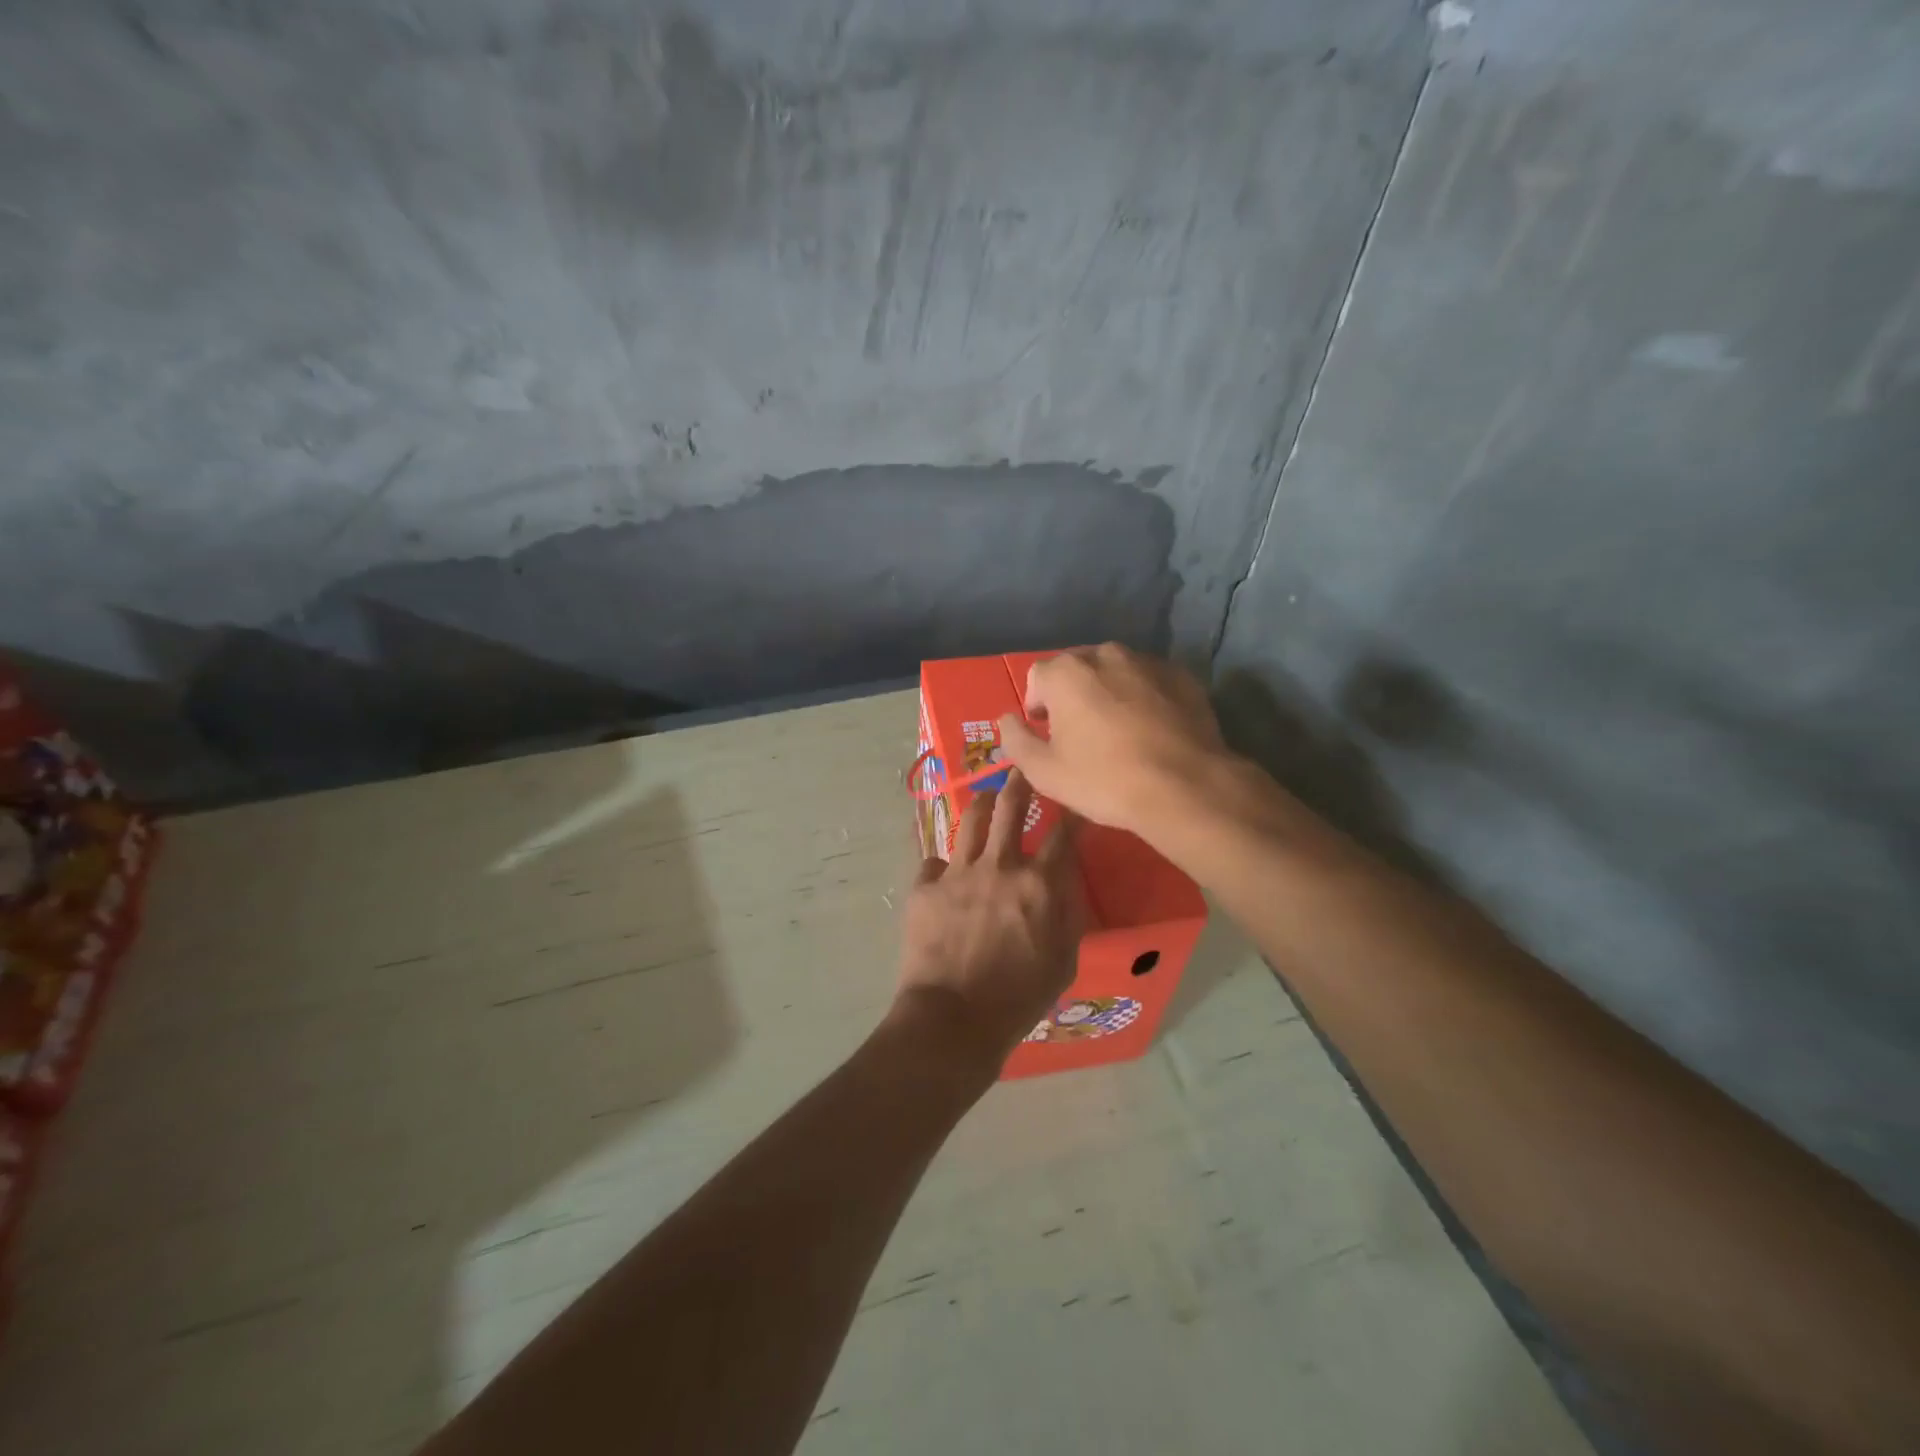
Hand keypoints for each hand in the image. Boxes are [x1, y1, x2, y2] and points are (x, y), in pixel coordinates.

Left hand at [896, 770, 1082, 1066]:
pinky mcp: (924, 886)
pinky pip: (934, 861)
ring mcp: (957, 872)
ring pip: (970, 819)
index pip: (1064, 834)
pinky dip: (943, 864)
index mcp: (1038, 884)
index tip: (1076, 797)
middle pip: (1011, 806)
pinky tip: (944, 871)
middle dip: (1020, 781)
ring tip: (985, 799)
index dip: (1073, 811)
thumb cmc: (1017, 1000)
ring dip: (981, 804)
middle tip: (1023, 770)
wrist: (953, 1020)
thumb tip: (1068, 883)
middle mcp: (999, 866)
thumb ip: (1069, 916)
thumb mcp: (1063, 963)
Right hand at [997, 644, 1229, 837]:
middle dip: (1072, 695)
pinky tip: (1151, 730)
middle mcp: (1105, 654)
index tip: (1047, 734)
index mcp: (1066, 672)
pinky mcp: (1182, 677)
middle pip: (1077, 669)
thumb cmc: (1104, 779)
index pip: (1037, 677)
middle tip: (1081, 734)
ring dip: (1109, 693)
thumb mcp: (1044, 771)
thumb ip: (1016, 739)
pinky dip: (1144, 697)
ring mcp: (1148, 662)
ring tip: (1118, 732)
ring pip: (1116, 672)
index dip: (1037, 705)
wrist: (1185, 788)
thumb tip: (1006, 719)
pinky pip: (1150, 682)